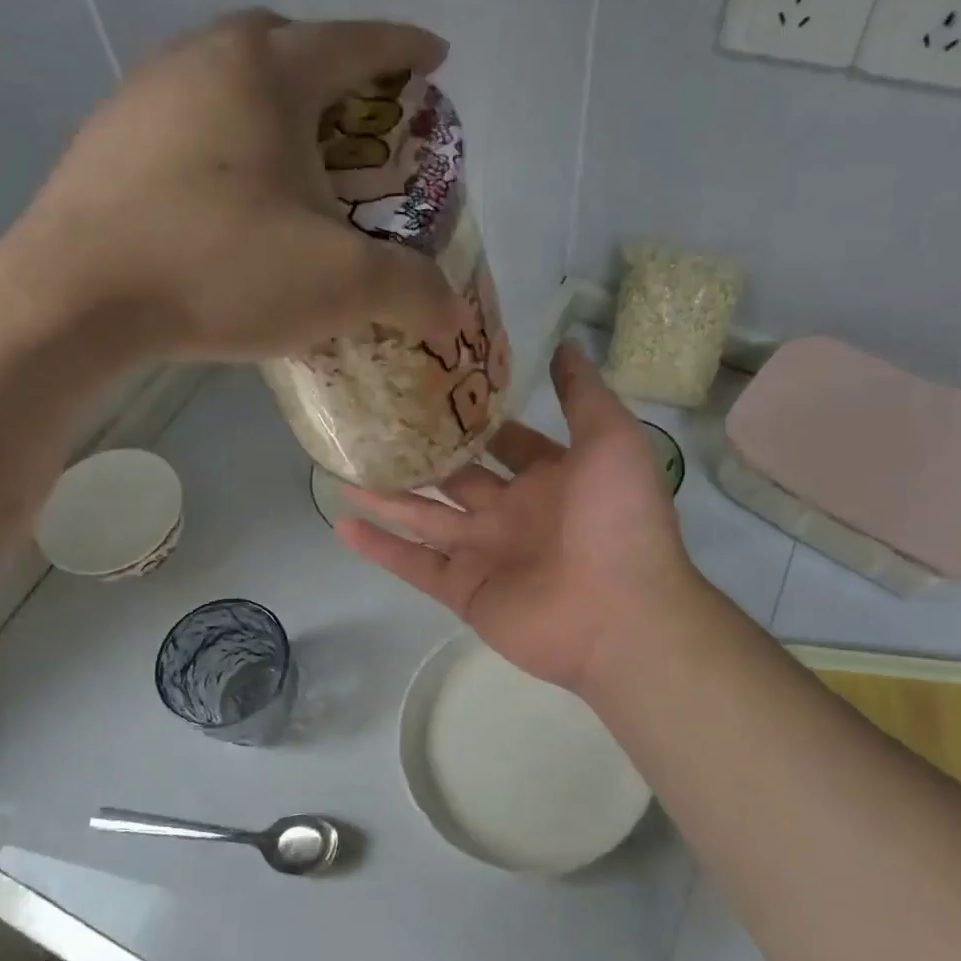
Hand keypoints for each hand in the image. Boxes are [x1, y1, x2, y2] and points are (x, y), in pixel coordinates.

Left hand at [0, 10, 462, 359]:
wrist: (76, 299)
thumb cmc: (221, 269)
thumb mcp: (339, 284)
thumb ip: (410, 289)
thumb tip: (452, 311)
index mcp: (267, 72)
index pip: (356, 43)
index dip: (404, 51)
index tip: (435, 60)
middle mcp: (202, 58)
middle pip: (283, 43)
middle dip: (331, 72)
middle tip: (356, 124)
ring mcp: (144, 94)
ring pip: (227, 79)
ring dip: (270, 108)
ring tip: (295, 166)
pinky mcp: (108, 140)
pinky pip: (187, 121)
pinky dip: (224, 143)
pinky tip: (230, 198)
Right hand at [336, 343, 699, 693]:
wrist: (620, 615)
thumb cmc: (617, 520)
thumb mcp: (611, 440)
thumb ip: (582, 395)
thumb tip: (563, 344)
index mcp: (549, 478)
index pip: (506, 441)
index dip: (476, 417)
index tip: (432, 387)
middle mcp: (513, 512)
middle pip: (456, 478)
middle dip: (421, 454)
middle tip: (373, 422)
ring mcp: (485, 553)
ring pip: (424, 518)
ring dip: (386, 496)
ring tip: (341, 467)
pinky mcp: (464, 590)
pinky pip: (414, 564)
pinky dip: (379, 547)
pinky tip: (341, 522)